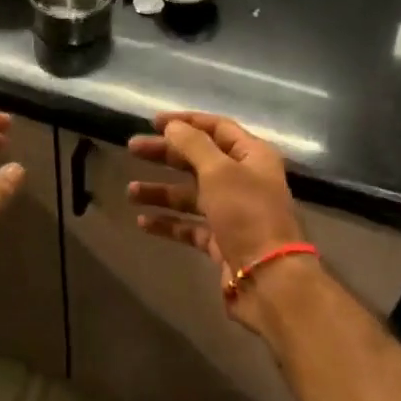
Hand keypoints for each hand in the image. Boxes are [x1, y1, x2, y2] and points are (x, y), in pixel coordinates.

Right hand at [128, 111, 306, 335]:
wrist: (269, 279)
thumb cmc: (247, 214)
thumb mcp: (219, 171)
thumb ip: (193, 144)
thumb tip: (173, 126)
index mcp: (252, 156)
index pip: (217, 128)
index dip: (186, 122)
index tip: (153, 121)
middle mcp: (244, 180)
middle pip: (199, 159)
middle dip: (165, 154)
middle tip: (132, 149)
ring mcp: (233, 213)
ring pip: (191, 194)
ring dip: (161, 191)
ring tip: (131, 192)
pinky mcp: (222, 241)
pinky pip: (190, 226)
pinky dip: (168, 222)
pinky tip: (143, 222)